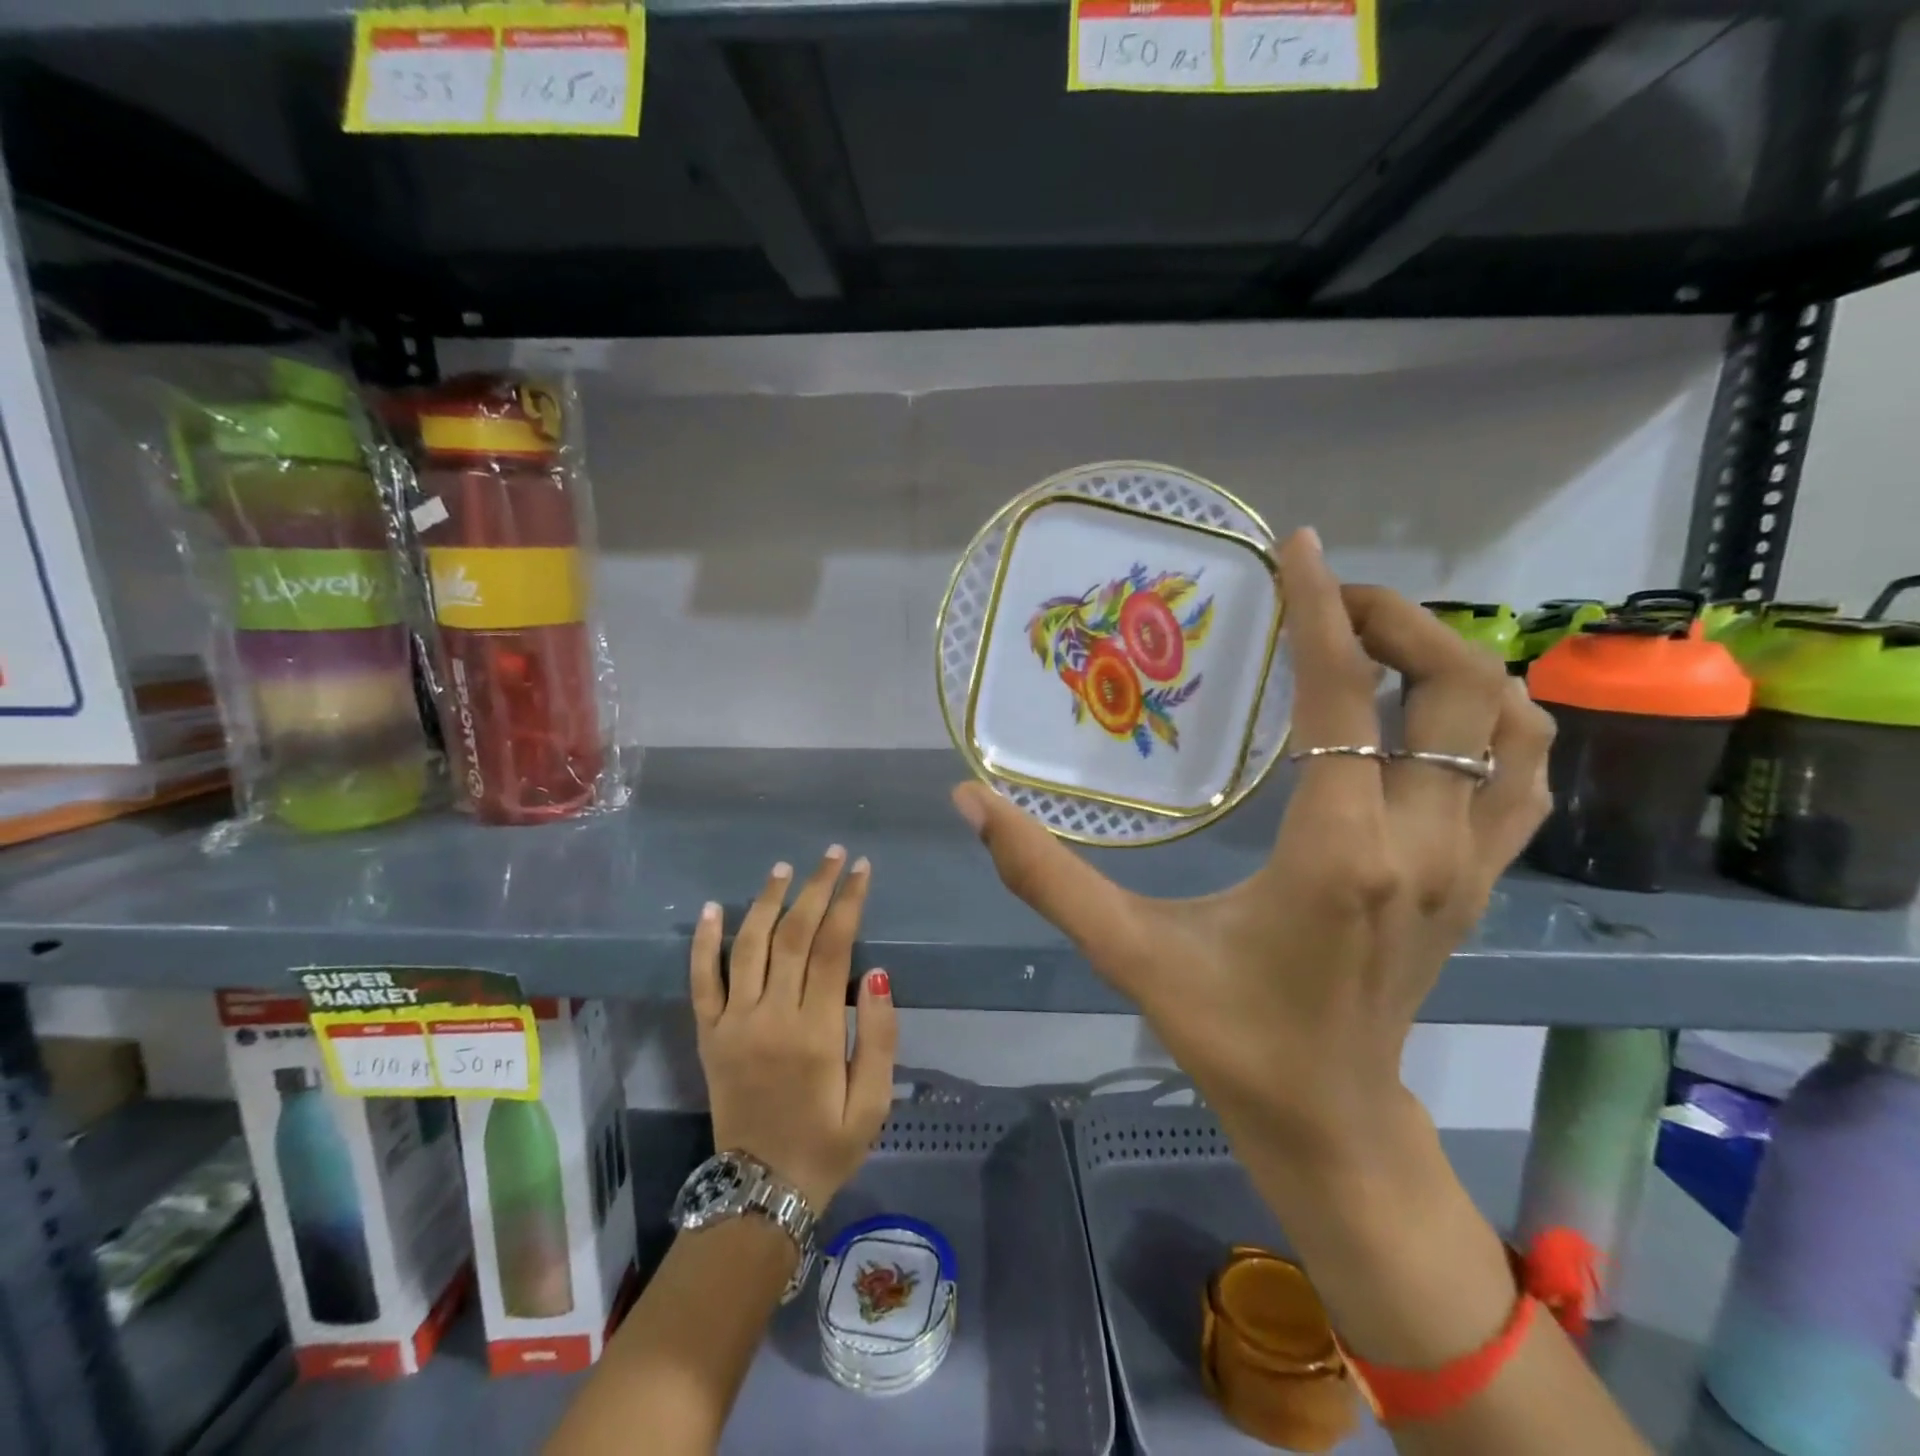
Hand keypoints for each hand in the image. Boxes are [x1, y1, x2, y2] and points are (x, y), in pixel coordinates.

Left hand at [690, 847, 897, 1210]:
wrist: (759, 1192)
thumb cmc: (827, 1145)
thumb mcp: (873, 1102)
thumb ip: (880, 1036)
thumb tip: (876, 974)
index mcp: (816, 1032)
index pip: (834, 947)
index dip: (848, 902)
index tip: (861, 869)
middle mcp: (771, 1017)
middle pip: (794, 935)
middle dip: (816, 889)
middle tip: (833, 855)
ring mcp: (733, 1024)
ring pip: (749, 946)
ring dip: (767, 901)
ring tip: (785, 868)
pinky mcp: (708, 1035)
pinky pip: (701, 981)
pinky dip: (705, 942)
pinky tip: (715, 908)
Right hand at [952, 528, 1555, 1166]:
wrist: (1327, 1119)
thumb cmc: (1226, 1034)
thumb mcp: (1125, 951)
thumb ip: (1042, 873)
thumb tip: (969, 800)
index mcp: (1336, 852)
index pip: (1344, 697)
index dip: (1320, 610)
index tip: (1295, 547)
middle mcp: (1422, 845)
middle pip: (1454, 689)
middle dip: (1396, 620)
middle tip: (1326, 599)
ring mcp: (1468, 865)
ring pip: (1512, 725)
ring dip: (1452, 662)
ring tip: (1378, 644)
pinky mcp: (1480, 882)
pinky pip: (1523, 776)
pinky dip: (1494, 721)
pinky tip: (1432, 716)